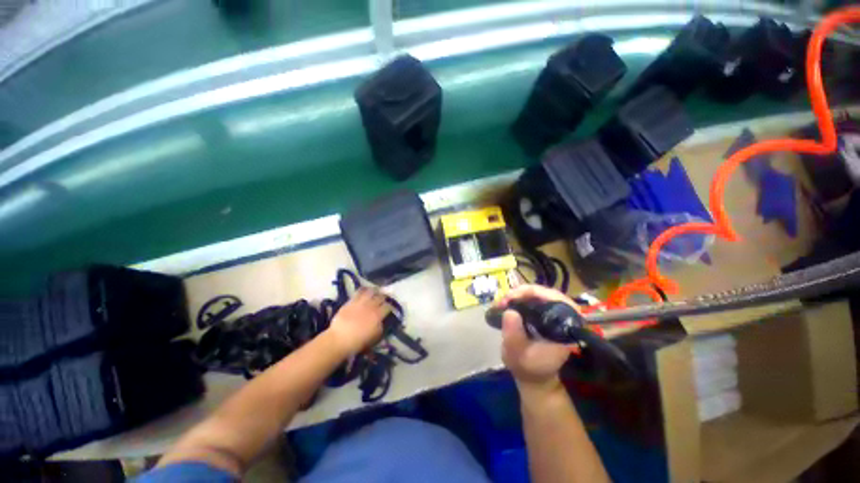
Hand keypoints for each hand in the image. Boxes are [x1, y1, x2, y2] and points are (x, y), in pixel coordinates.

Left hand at [327, 288, 387, 355]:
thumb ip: (380, 328)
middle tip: (384, 299)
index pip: (387, 307)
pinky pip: (359, 292)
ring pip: (371, 292)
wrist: (338, 340)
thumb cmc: (357, 342)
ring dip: (375, 292)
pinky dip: (363, 290)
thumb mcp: (373, 338)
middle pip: (380, 297)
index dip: (390, 307)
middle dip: (384, 297)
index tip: (390, 308)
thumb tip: (381, 322)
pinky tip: (364, 291)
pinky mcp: (351, 301)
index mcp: (378, 316)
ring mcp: (361, 302)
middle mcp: (371, 306)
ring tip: (375, 292)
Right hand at [495, 285, 577, 387]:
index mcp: (565, 329)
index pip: (557, 300)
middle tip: (505, 299)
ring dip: (519, 294)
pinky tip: (508, 303)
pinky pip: (533, 300)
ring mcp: (553, 316)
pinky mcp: (544, 315)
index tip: (514, 298)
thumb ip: (514, 335)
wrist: (533, 377)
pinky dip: (519, 298)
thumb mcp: (517, 354)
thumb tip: (510, 311)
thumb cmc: (528, 368)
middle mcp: (563, 319)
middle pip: (546, 293)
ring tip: (504, 301)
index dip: (535, 293)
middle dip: (523, 292)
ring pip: (538, 294)